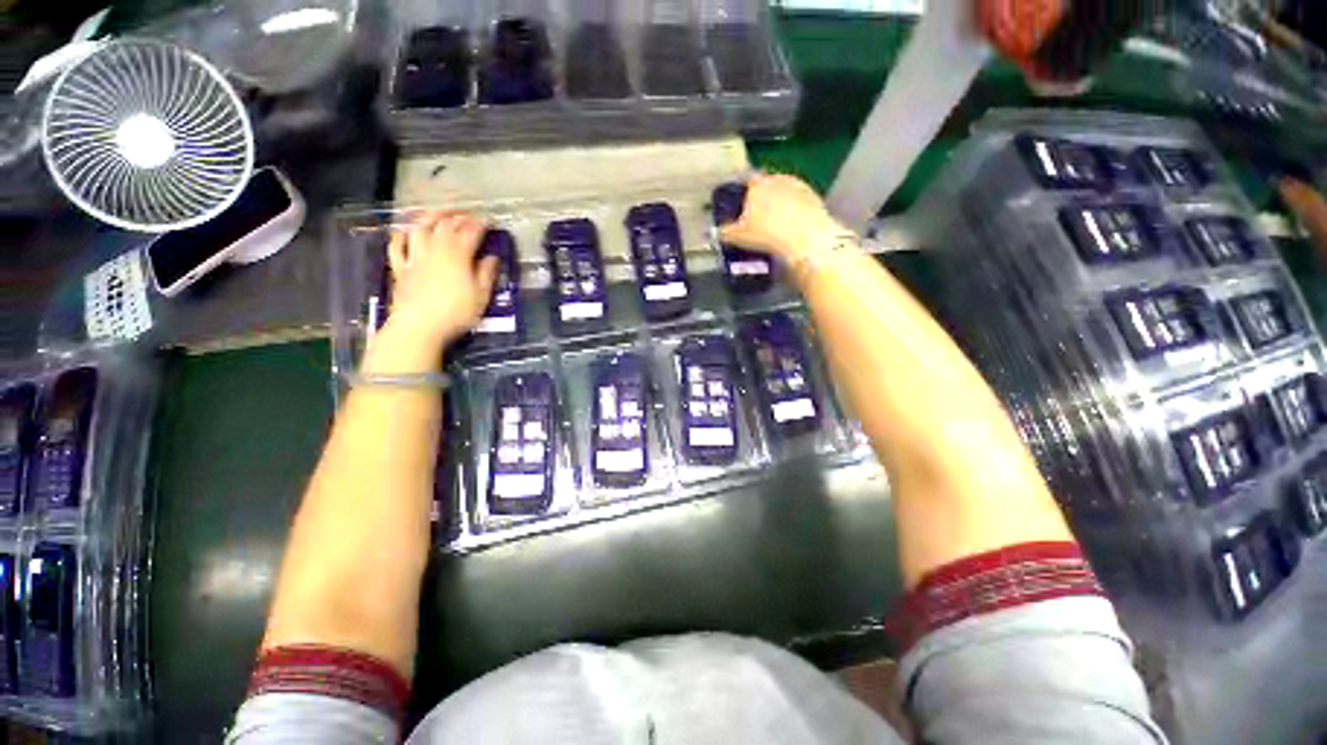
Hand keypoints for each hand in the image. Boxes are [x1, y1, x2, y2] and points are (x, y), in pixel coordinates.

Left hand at [385, 211, 499, 348]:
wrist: (419, 327)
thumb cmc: (456, 313)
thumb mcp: (481, 296)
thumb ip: (487, 274)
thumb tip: (492, 258)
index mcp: (457, 256)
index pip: (470, 232)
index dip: (481, 224)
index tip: (490, 220)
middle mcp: (435, 250)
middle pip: (445, 225)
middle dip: (459, 216)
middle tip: (469, 214)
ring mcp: (415, 257)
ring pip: (420, 228)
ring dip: (430, 216)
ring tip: (439, 212)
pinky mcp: (400, 268)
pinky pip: (397, 245)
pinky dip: (402, 234)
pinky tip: (406, 231)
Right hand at [719, 173, 849, 264]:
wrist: (805, 238)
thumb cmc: (765, 234)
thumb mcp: (738, 237)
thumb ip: (725, 233)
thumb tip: (716, 233)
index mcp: (757, 184)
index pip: (745, 181)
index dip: (742, 194)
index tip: (741, 207)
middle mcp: (777, 179)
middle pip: (766, 186)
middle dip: (762, 199)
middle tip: (757, 218)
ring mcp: (798, 186)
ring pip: (784, 192)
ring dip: (779, 204)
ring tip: (775, 225)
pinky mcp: (814, 197)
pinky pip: (799, 202)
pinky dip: (794, 212)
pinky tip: (791, 227)